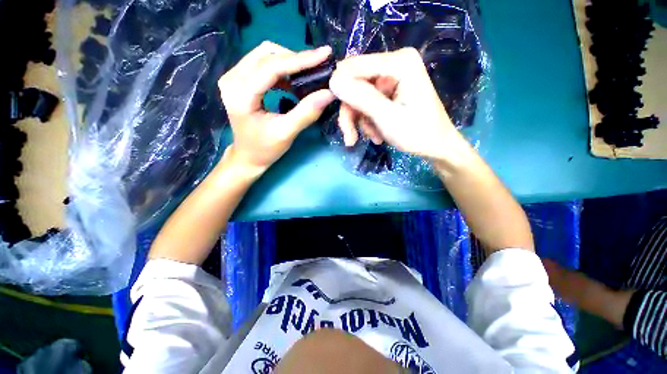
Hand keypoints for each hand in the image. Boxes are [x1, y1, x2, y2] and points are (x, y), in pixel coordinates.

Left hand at [218, 41, 335, 172]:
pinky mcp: (239, 79)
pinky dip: (281, 69)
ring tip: (307, 74)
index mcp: (241, 94)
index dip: (300, 59)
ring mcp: (233, 77)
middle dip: (296, 59)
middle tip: (319, 67)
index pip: (271, 66)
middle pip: (267, 54)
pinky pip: (262, 63)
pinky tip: (292, 82)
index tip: (324, 54)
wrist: (248, 156)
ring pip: (265, 55)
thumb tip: (329, 93)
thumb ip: (307, 113)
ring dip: (289, 62)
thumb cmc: (265, 149)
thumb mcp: (287, 133)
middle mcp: (232, 79)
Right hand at [329, 48, 469, 163]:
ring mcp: (392, 78)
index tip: (341, 120)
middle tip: (350, 137)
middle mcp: (394, 63)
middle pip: (355, 84)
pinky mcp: (391, 91)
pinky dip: (369, 121)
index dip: (341, 91)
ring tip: (372, 138)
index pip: (354, 67)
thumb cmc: (417, 134)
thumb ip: (361, 97)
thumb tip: (333, 81)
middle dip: (351, 113)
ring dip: (360, 121)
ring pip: (359, 97)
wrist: (437, 147)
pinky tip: (377, 135)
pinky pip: (368, 103)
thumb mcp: (387, 118)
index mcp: (399, 62)